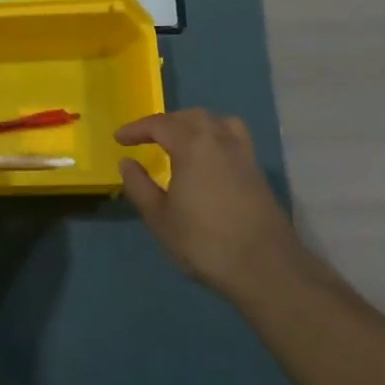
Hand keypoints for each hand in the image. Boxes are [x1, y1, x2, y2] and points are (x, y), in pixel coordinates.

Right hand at [116, 109, 334, 303]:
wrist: (265, 267)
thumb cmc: (204, 242)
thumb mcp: (159, 219)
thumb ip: (139, 186)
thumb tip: (127, 163)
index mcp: (193, 146)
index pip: (160, 124)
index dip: (137, 129)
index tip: (119, 139)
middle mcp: (220, 140)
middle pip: (191, 116)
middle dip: (166, 123)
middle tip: (147, 138)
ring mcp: (244, 155)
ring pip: (218, 122)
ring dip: (194, 124)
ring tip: (180, 141)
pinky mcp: (257, 172)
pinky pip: (233, 138)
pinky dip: (215, 137)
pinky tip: (207, 162)